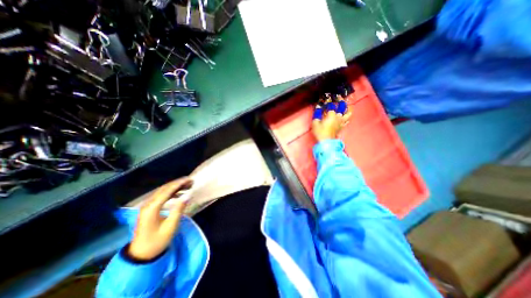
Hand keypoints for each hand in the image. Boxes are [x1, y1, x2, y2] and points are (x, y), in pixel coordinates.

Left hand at [129, 177, 193, 260]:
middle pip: (163, 189)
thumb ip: (179, 209)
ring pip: (161, 191)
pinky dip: (170, 192)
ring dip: (174, 187)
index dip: (179, 184)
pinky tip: (178, 193)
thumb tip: (188, 195)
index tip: (189, 179)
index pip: (167, 191)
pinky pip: (160, 196)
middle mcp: (147, 205)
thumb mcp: (170, 226)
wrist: (141, 255)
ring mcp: (146, 207)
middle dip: (177, 183)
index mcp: (152, 208)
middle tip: (190, 180)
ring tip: (186, 185)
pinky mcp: (148, 210)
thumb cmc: (157, 241)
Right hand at [312, 95, 351, 139]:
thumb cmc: (320, 132)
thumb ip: (316, 115)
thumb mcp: (315, 123)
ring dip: (348, 109)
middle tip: (339, 97)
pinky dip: (347, 117)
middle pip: (342, 107)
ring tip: (348, 106)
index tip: (326, 98)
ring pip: (348, 113)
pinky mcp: (342, 127)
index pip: (331, 105)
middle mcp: (338, 117)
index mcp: (331, 115)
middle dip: (341, 101)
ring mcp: (341, 122)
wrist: (326, 142)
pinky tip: (346, 116)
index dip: (329, 101)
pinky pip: (347, 121)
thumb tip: (317, 108)